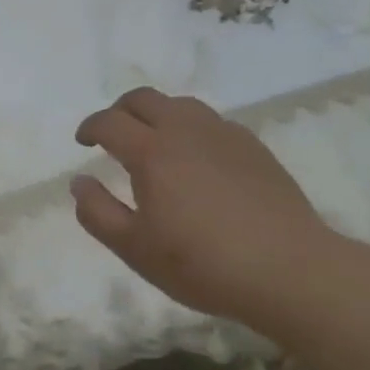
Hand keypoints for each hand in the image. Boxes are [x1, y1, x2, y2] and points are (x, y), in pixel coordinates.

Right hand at [71, 88, 356, 329]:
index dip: (90, 127)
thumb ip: (98, 212)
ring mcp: (223, 134)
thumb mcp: (135, 249)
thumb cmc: (202, 264)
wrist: (290, 270)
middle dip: (120, 110)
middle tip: (114, 135)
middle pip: (143, 98)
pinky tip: (198, 158)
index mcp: (151, 151)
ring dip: (157, 114)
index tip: (83, 142)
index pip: (109, 122)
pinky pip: (211, 122)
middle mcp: (184, 130)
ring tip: (155, 142)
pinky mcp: (253, 146)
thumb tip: (79, 181)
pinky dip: (191, 128)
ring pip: (180, 104)